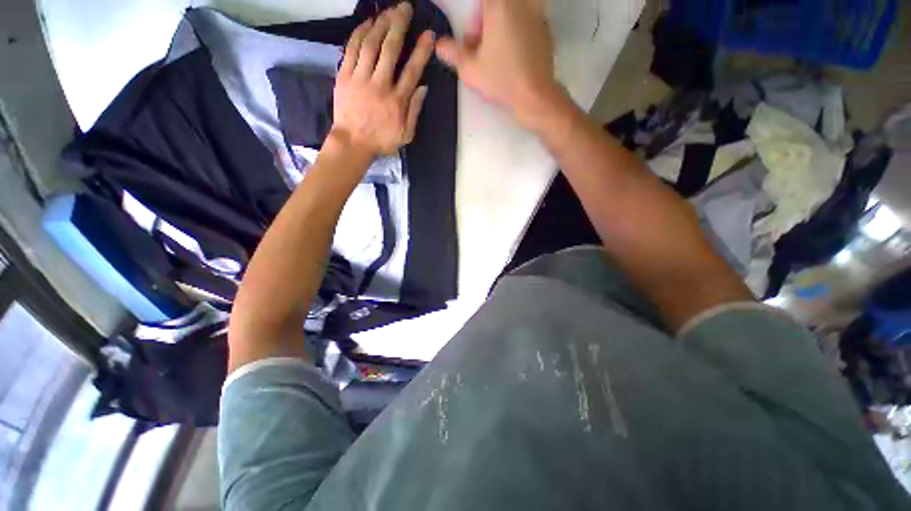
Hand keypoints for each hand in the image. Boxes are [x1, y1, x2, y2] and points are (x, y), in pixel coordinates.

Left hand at [331, 3, 433, 159]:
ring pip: (371, 44)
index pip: (412, 70)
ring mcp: (360, 79)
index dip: (421, 50)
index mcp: (397, 101)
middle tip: (405, 8)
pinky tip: (367, 23)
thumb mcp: (406, 135)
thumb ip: (415, 111)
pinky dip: (359, 33)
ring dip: (380, 24)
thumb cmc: (382, 141)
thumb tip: (423, 87)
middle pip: (390, 49)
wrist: (352, 143)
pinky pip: (352, 49)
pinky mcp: (344, 76)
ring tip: (388, 11)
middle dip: (399, 25)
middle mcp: (380, 85)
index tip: (428, 34)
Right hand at [435, 0, 562, 126]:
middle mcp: (520, 2)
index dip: (474, 20)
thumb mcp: (469, 70)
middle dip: (484, 21)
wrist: (535, 95)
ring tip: (495, 52)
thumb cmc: (502, 80)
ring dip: (499, 26)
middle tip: (480, 46)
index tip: (472, 38)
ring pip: (511, 11)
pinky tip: (512, 55)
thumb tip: (439, 45)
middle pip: (495, 5)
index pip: (481, 2)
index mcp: (498, 5)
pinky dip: (515, 31)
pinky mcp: (546, 27)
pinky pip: (526, 20)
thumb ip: (452, 53)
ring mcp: (536, 12)